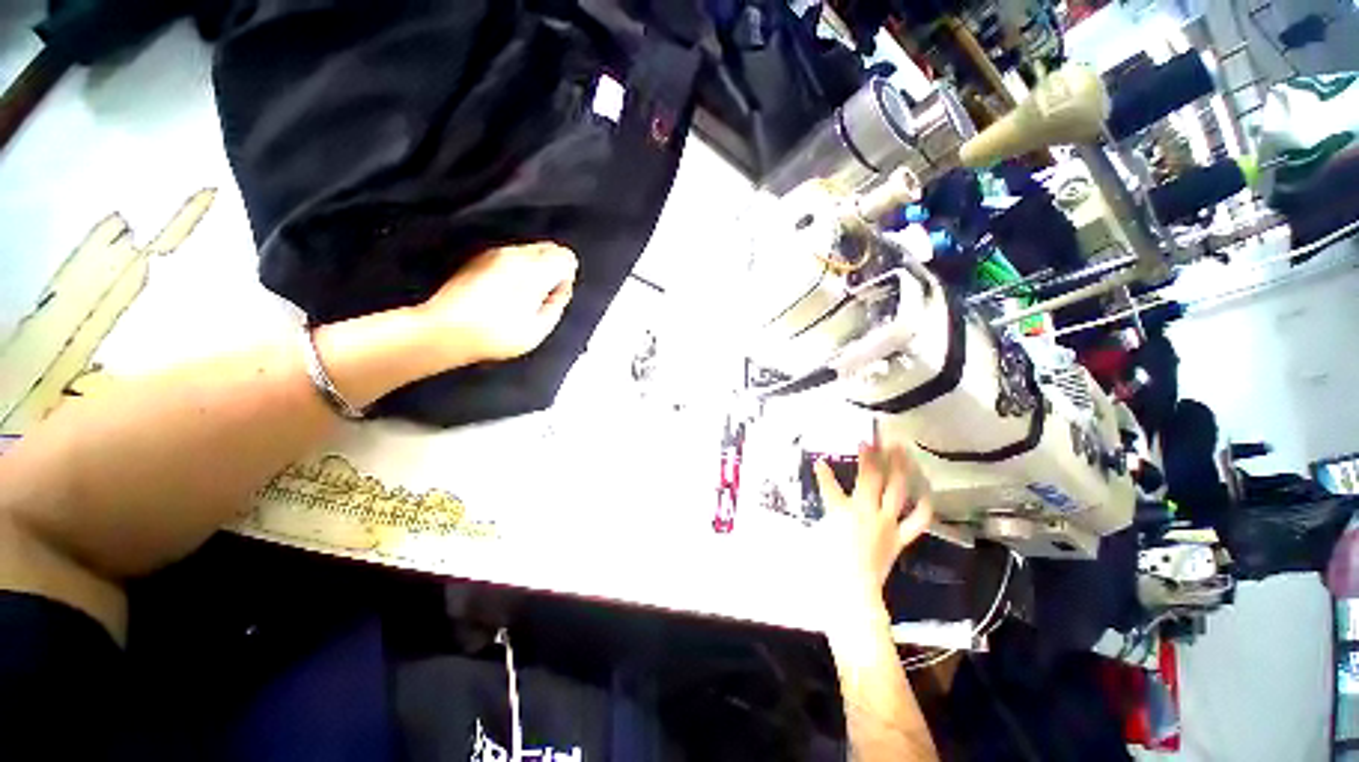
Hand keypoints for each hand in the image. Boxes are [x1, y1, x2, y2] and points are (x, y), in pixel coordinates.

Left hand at [417, 243, 577, 365]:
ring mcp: (494, 254)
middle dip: (553, 268)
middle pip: (549, 248)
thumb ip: (557, 304)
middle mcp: (515, 255)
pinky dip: (516, 269)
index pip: (566, 258)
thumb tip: (560, 291)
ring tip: (522, 297)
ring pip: (528, 251)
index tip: (556, 296)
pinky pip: (509, 256)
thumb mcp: (539, 329)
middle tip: (543, 295)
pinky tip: (505, 293)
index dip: (567, 277)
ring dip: (534, 268)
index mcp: (535, 270)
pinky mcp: (477, 259)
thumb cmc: (495, 334)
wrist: (445, 331)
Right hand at [813, 442, 934, 618]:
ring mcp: (887, 524)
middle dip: (876, 455)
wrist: (854, 593)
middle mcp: (867, 512)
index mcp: (842, 511)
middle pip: (874, 478)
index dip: (825, 473)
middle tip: (880, 438)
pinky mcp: (900, 537)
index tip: (823, 461)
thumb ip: (822, 503)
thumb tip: (820, 481)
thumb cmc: (830, 564)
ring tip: (903, 451)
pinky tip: (926, 491)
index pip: (831, 487)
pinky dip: (923, 504)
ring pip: (897, 490)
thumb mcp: (819, 532)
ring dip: (901, 468)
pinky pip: (917, 519)